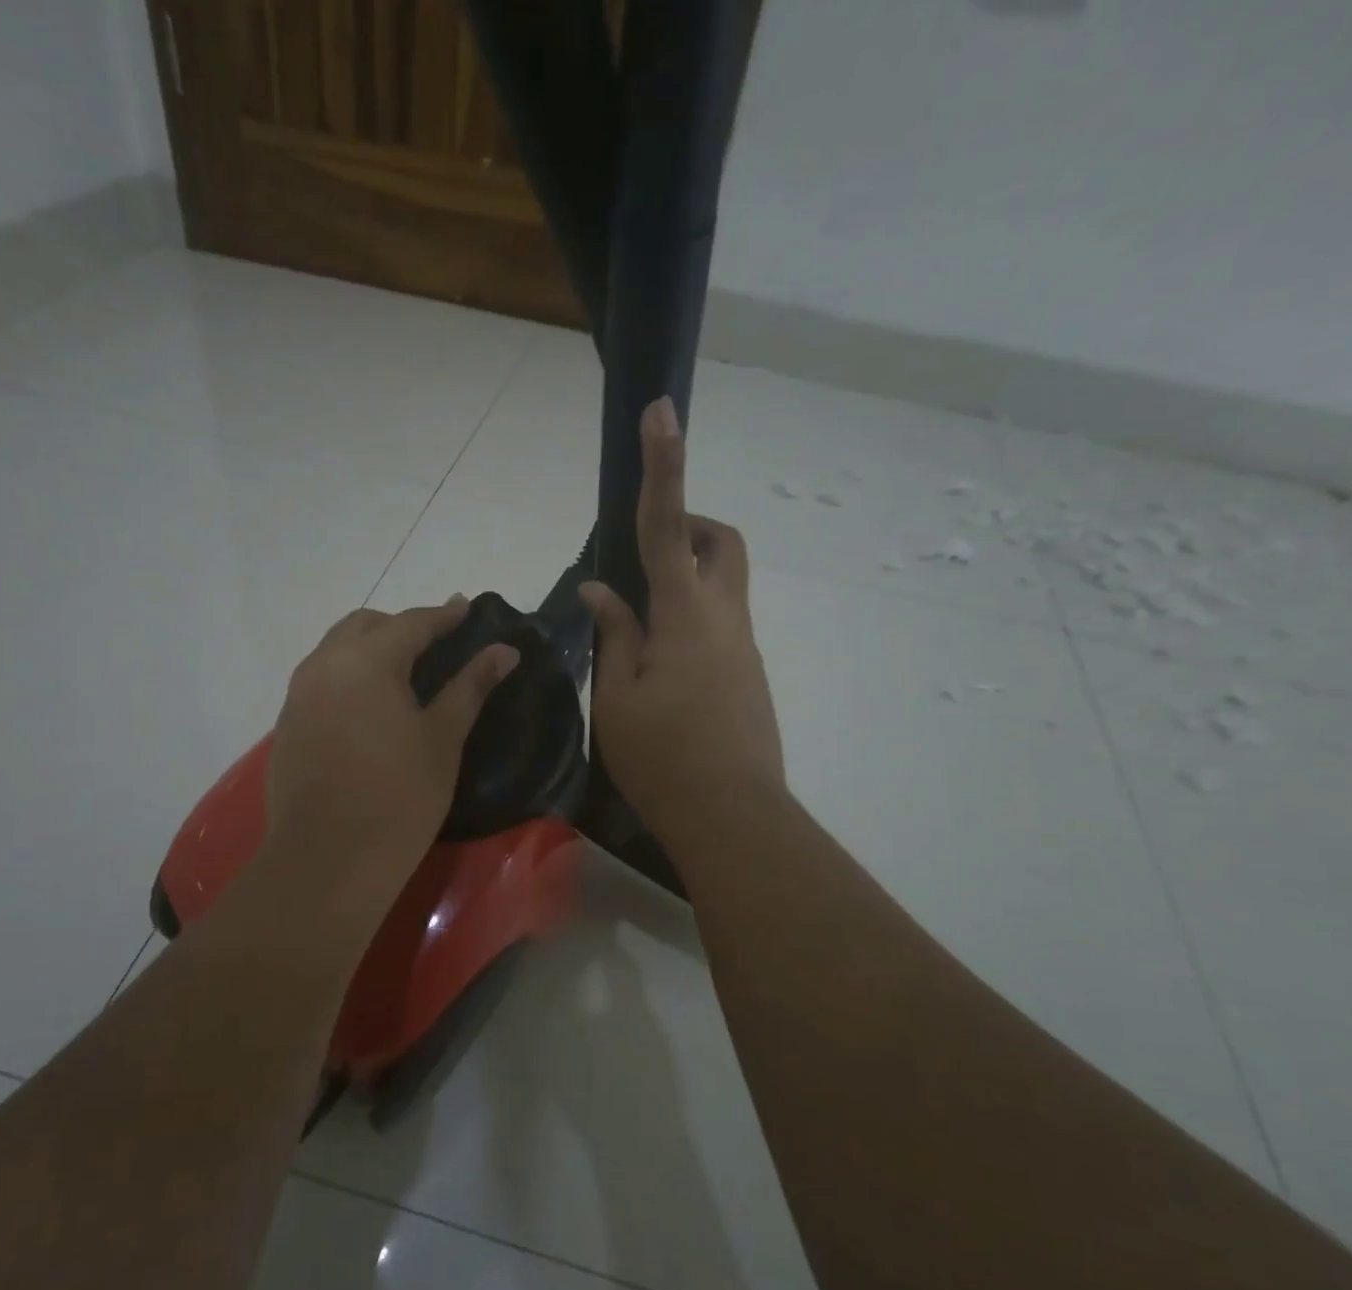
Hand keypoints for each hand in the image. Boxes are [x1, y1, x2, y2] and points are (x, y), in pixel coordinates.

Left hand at [266, 598, 517, 892]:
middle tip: (435, 645)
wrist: (328, 859)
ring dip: (370, 648)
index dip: (444, 615)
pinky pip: (321, 681)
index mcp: (366, 660)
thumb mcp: (442, 738)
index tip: (467, 609)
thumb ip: (471, 687)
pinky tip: (367, 707)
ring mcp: (298, 695)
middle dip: (401, 627)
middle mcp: (324, 665)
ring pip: (336, 650)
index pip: (411, 622)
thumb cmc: (399, 796)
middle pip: (365, 625)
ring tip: (402, 673)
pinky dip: (348, 677)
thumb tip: (505, 652)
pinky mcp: (287, 725)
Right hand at [581, 397, 785, 851]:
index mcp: (687, 614)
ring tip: (636, 625)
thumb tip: (603, 590)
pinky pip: (720, 623)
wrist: (733, 816)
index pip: (667, 525)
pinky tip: (658, 666)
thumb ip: (615, 635)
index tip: (663, 411)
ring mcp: (743, 648)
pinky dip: (690, 619)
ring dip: (684, 578)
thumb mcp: (618, 696)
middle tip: (643, 555)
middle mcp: (726, 618)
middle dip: (687, 525)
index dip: (664, 465)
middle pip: (719, 543)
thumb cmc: (663, 757)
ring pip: (722, 584)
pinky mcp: (748, 675)